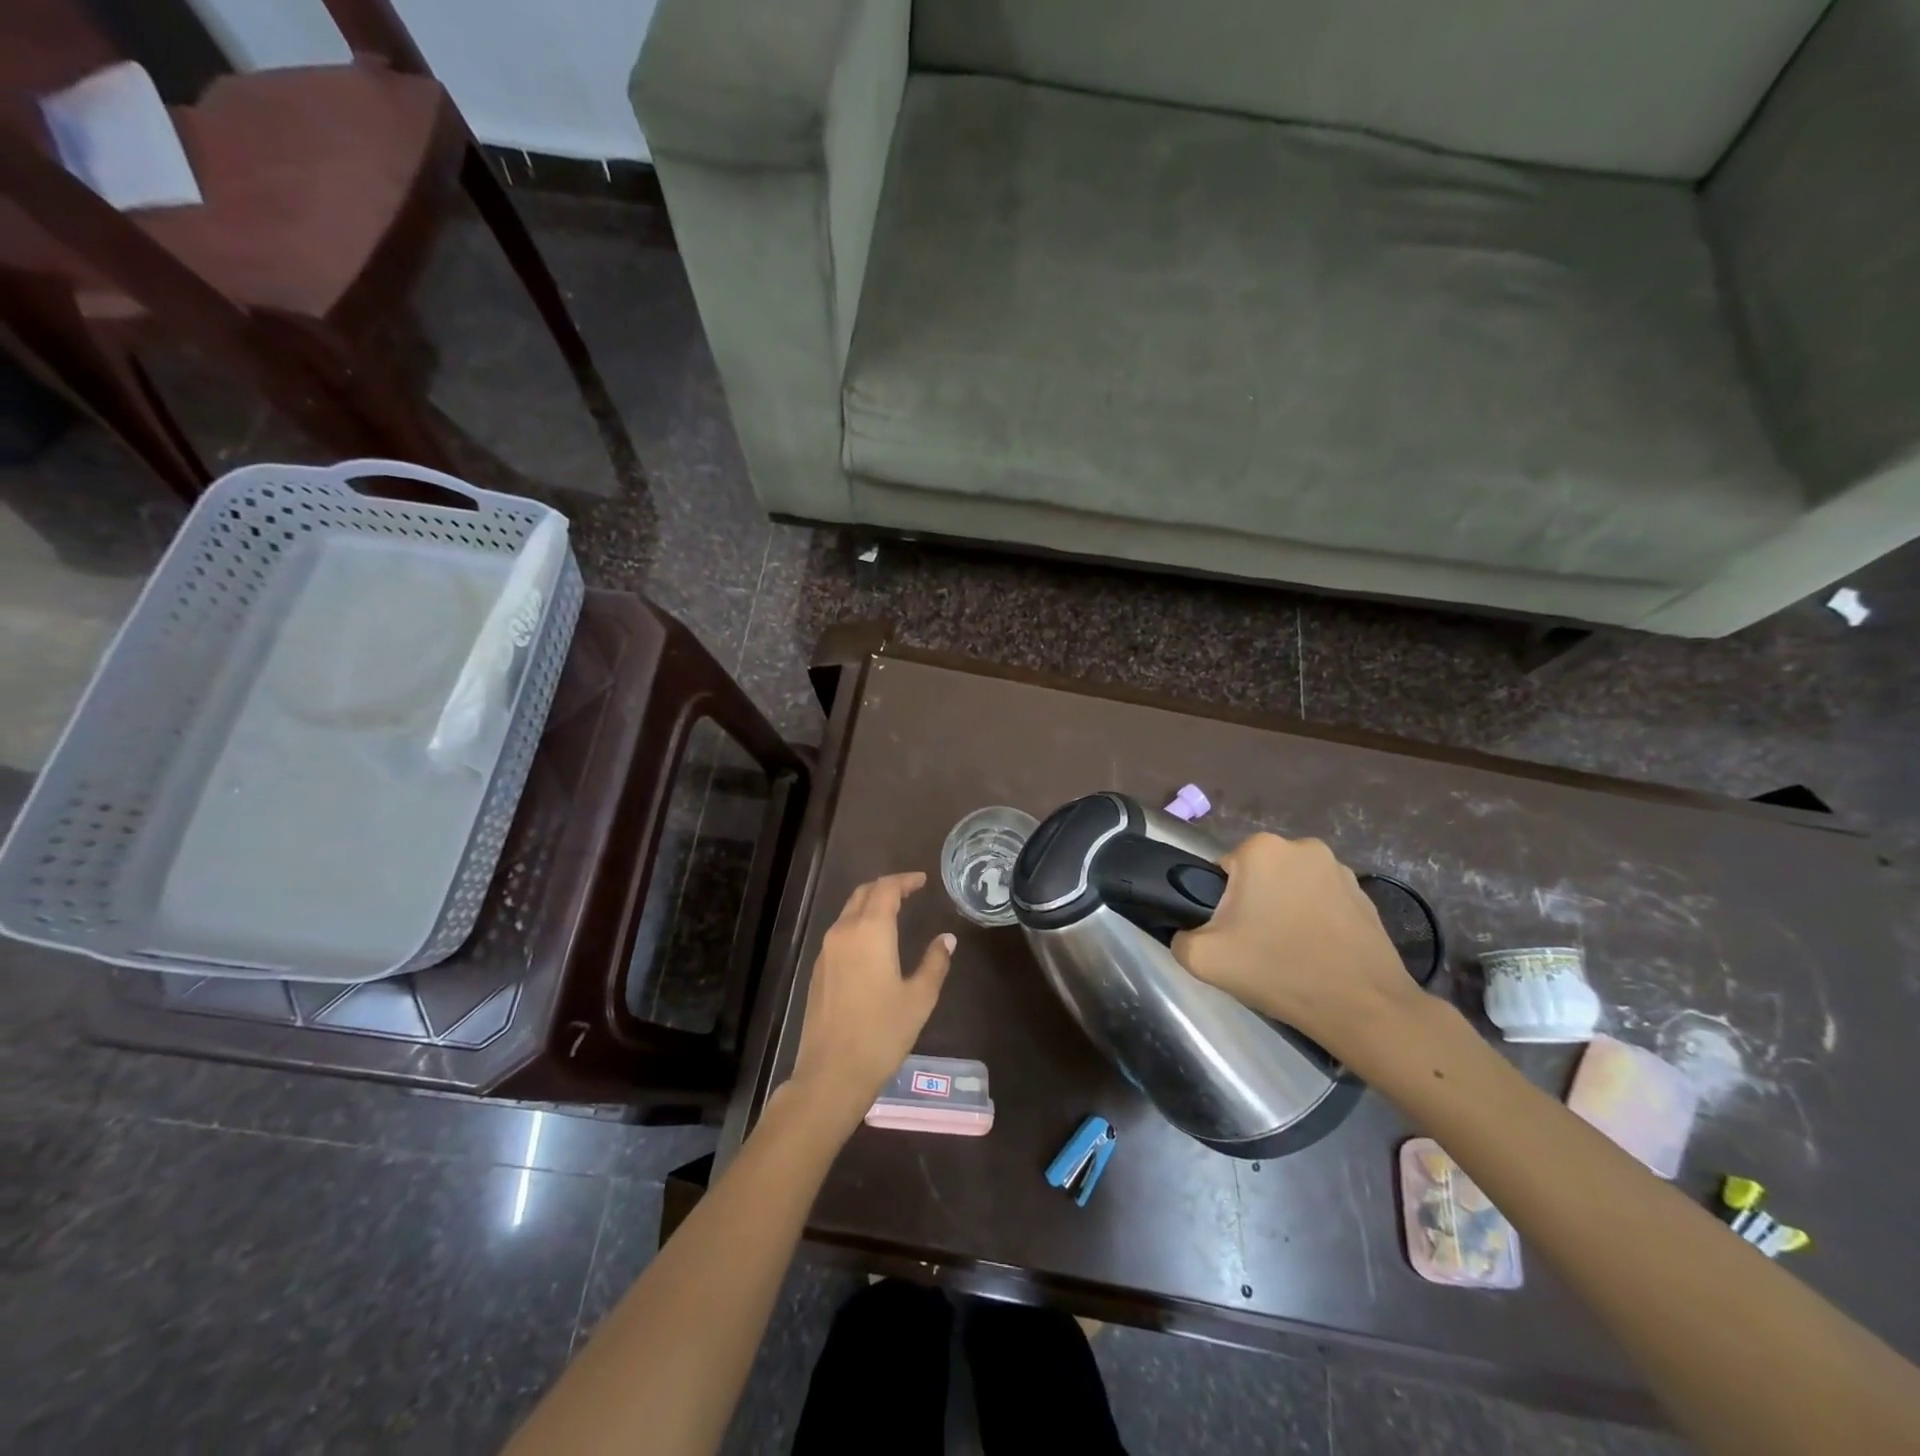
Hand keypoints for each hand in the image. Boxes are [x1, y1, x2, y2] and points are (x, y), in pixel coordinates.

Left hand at [785, 871, 954, 1134]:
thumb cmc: (882, 1033)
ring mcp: (826, 951)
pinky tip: (873, 943)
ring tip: (894, 912)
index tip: (922, 880)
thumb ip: (935, 963)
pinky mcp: (818, 970)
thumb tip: (946, 939)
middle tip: (909, 891)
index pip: (886, 889)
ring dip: (870, 905)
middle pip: (863, 894)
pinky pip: (840, 933)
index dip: (905, 880)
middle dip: (886, 887)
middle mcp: (844, 932)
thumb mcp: (919, 998)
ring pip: (848, 912)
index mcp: (870, 931)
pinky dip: (858, 925)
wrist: (832, 1072)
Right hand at [1172, 834, 1419, 1053]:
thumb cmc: (1279, 971)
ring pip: (1290, 886)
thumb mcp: (1204, 959)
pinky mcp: (1364, 893)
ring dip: (1285, 908)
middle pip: (1257, 875)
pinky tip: (1317, 952)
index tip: (1231, 934)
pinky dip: (1314, 919)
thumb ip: (1179, 936)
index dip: (1220, 904)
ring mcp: (1339, 868)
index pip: (1222, 871)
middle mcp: (1301, 846)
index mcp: (1261, 849)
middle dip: (1253, 903)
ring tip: (1289, 952)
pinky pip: (1322, 900)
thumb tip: (1186, 931)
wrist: (1363, 1007)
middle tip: (1256, 946)